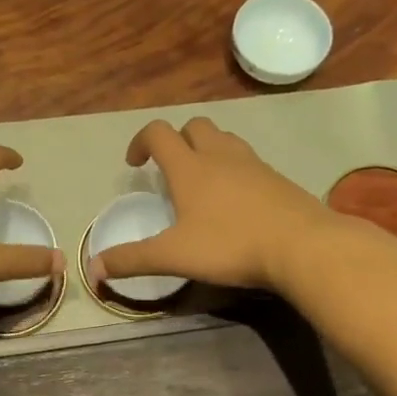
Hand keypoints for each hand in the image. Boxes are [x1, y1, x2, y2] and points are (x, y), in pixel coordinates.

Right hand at [89, 118, 336, 291]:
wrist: (303, 246)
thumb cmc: (231, 245)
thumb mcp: (174, 256)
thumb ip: (132, 260)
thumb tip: (93, 269)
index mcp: (189, 167)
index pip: (158, 133)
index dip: (140, 141)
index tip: (134, 165)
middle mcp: (220, 156)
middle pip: (194, 126)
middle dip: (176, 140)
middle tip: (170, 171)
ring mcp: (253, 164)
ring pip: (224, 139)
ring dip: (207, 150)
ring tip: (202, 182)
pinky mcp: (278, 178)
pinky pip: (248, 160)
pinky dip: (234, 169)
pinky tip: (236, 201)